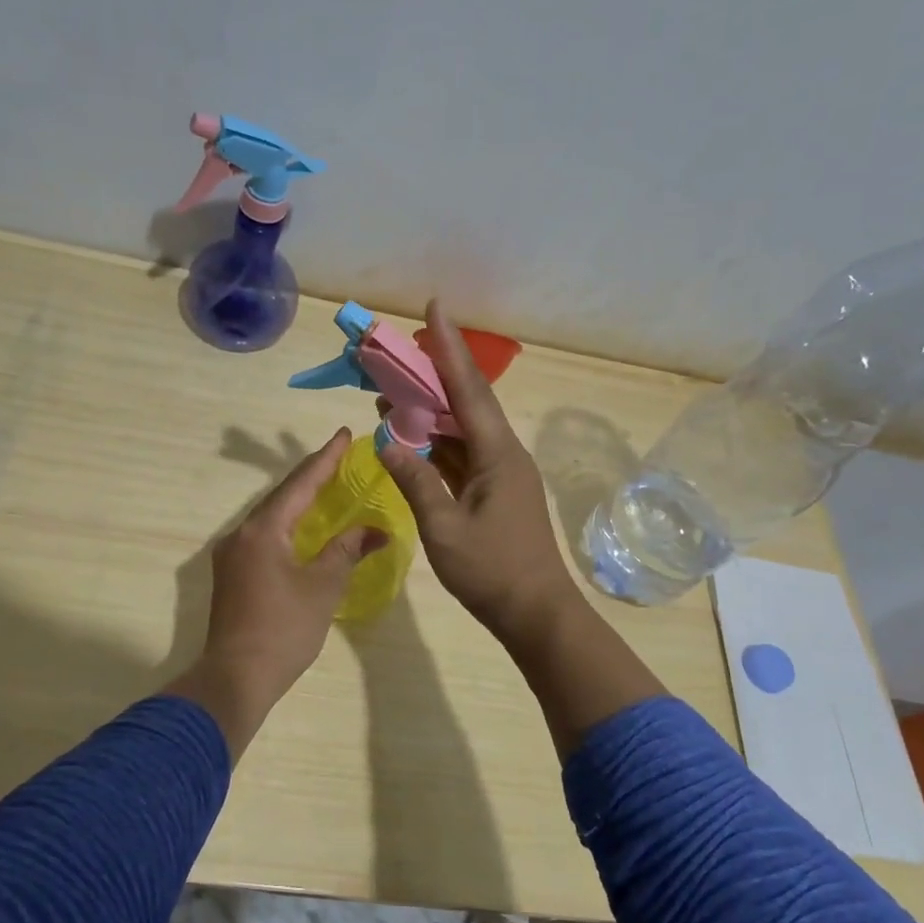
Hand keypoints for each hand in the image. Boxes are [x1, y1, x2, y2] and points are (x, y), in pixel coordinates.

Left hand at [180, 429, 385, 752]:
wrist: (236, 677)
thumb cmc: (284, 629)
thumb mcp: (323, 586)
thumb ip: (347, 550)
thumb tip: (377, 530)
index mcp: (263, 529)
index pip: (300, 483)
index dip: (325, 458)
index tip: (343, 434)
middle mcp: (241, 533)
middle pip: (281, 495)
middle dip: (311, 476)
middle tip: (339, 457)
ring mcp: (232, 554)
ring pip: (270, 516)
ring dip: (297, 500)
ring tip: (325, 485)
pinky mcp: (231, 574)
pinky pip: (263, 535)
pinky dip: (287, 524)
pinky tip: (302, 528)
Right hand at [377, 301, 579, 644]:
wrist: (537, 614)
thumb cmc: (492, 571)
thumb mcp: (444, 528)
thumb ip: (415, 481)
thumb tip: (386, 442)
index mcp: (497, 454)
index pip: (468, 389)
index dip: (449, 348)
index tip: (435, 308)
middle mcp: (502, 454)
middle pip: (465, 402)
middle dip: (432, 373)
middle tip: (398, 352)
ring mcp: (500, 474)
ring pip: (462, 429)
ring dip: (429, 411)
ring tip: (391, 393)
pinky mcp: (494, 493)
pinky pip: (461, 455)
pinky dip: (436, 443)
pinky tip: (410, 438)